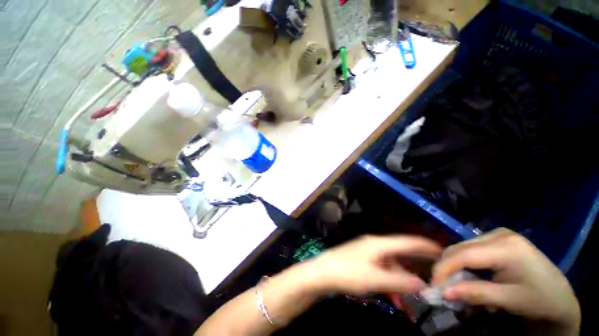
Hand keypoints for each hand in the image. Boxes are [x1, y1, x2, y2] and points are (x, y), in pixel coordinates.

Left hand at [306, 235, 441, 295]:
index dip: (425, 245)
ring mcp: (366, 252)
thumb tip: (423, 284)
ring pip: (390, 266)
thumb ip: (399, 282)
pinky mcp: (361, 261)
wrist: (321, 274)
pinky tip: (391, 297)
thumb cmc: (347, 273)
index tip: (443, 252)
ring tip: (407, 301)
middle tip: (431, 279)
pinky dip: (388, 282)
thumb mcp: (375, 280)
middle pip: (399, 254)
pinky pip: (381, 270)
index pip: (407, 241)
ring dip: (400, 281)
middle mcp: (374, 245)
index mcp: (378, 244)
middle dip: (414, 268)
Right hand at [432, 228, 579, 334]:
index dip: (444, 268)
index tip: (433, 285)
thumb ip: (475, 294)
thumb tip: (443, 292)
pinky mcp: (498, 238)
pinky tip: (473, 277)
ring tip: (461, 286)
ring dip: (456, 267)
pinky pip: (471, 249)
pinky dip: (466, 264)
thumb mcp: (508, 300)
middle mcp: (499, 234)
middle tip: (444, 288)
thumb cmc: (539, 299)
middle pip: (460, 248)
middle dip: (448, 268)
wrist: (560, 296)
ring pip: (463, 248)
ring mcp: (499, 234)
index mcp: (507, 247)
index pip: (464, 255)